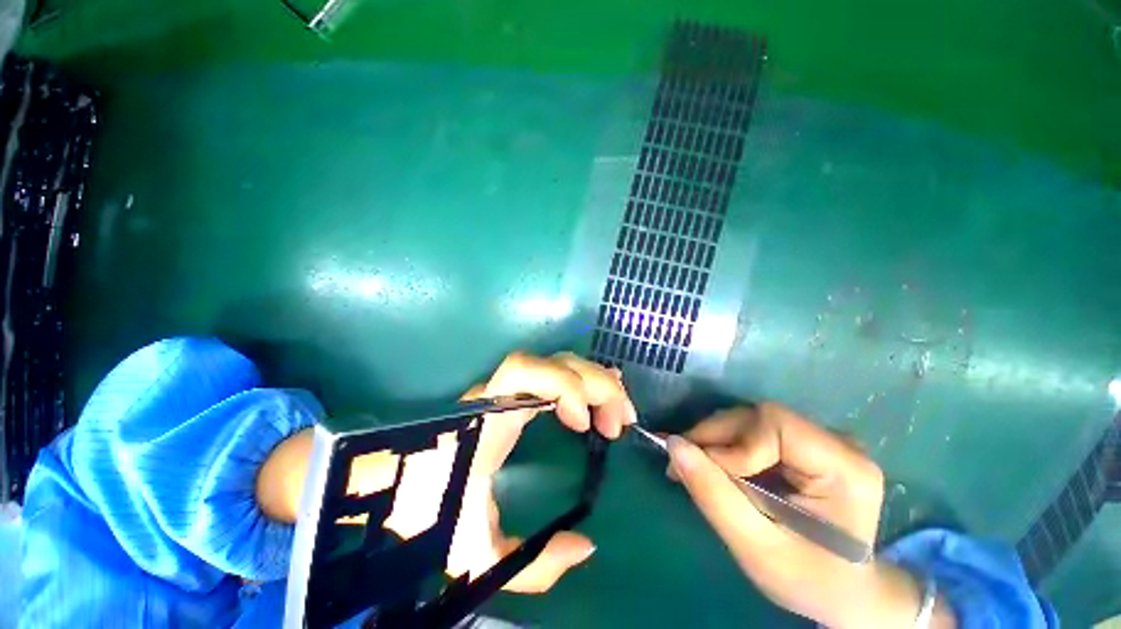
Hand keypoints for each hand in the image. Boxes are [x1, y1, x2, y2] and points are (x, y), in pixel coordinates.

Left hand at [354, 352, 634, 593]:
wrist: (390, 489)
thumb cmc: (425, 513)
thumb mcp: (476, 554)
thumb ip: (531, 565)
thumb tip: (587, 547)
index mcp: (487, 419)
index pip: (524, 372)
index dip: (563, 386)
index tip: (583, 425)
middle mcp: (499, 394)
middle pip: (554, 362)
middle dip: (595, 386)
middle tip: (618, 425)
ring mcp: (506, 389)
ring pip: (558, 363)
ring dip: (594, 382)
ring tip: (616, 414)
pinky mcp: (512, 394)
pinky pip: (554, 374)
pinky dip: (582, 382)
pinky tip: (600, 398)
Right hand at [666, 404, 952, 627]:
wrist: (840, 591)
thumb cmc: (807, 580)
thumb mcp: (757, 547)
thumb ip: (714, 494)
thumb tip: (673, 444)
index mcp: (845, 467)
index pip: (774, 425)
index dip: (734, 444)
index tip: (706, 475)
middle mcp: (837, 442)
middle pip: (758, 418)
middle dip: (715, 438)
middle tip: (682, 466)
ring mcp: (821, 440)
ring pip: (750, 421)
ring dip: (715, 441)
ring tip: (693, 468)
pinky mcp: (804, 444)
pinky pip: (753, 431)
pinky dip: (725, 446)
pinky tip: (712, 466)